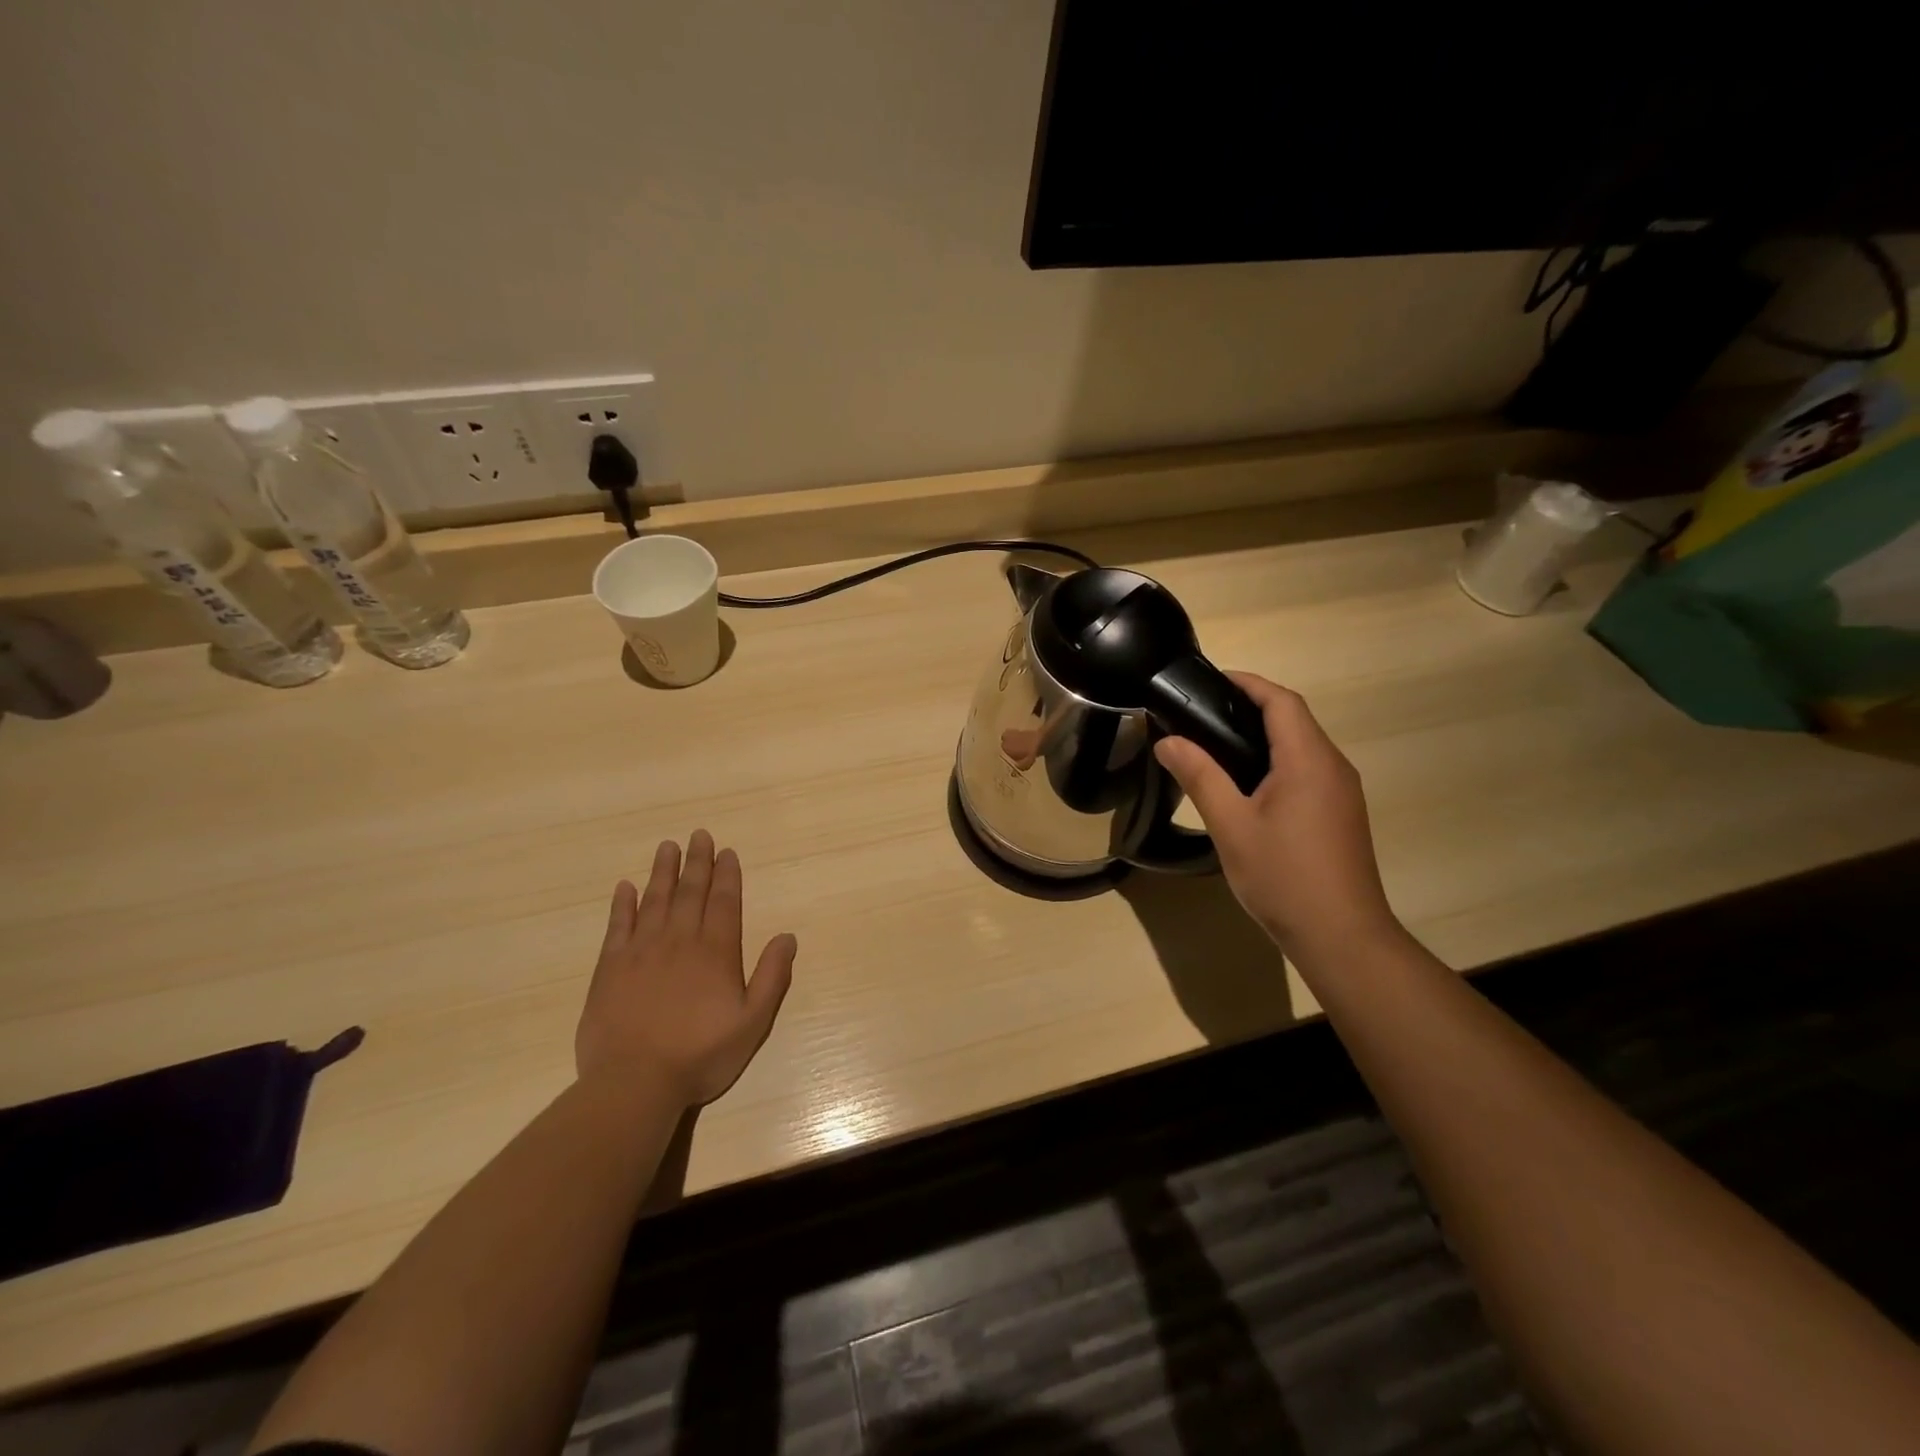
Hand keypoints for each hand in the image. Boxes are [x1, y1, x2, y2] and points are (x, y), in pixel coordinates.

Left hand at [576, 830, 796, 1107]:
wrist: (634, 1083)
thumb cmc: (700, 1055)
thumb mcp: (752, 1022)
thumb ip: (772, 977)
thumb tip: (787, 936)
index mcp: (715, 952)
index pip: (723, 902)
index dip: (727, 875)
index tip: (726, 852)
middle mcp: (680, 941)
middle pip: (690, 892)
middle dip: (697, 862)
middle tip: (699, 835)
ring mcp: (641, 952)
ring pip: (655, 900)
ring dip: (663, 872)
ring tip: (667, 847)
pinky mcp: (610, 968)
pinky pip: (618, 926)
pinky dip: (622, 904)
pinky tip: (625, 887)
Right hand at [1154, 674, 1398, 961]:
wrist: (1342, 937)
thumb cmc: (1284, 877)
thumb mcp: (1231, 826)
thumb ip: (1200, 777)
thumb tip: (1168, 741)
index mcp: (1308, 760)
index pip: (1281, 701)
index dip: (1246, 683)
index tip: (1208, 680)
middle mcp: (1333, 766)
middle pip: (1293, 719)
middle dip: (1250, 707)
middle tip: (1200, 714)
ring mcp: (1342, 791)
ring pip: (1302, 746)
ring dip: (1263, 735)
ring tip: (1215, 745)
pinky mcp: (1341, 813)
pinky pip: (1308, 770)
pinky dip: (1276, 761)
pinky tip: (1246, 785)